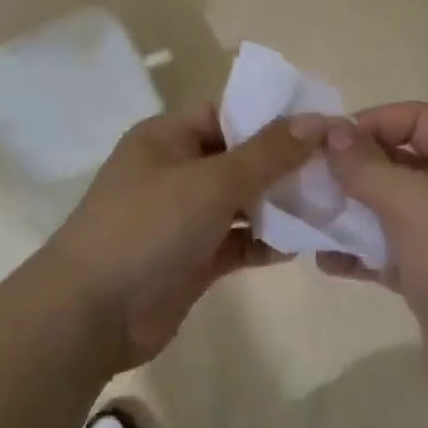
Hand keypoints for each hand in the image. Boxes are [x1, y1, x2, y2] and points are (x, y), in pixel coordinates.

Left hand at [44, 106, 315, 370]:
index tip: (321, 126)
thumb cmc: (148, 227)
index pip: (227, 113)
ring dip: (278, 204)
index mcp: (167, 137)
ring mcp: (183, 217)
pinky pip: (237, 240)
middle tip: (336, 169)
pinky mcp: (192, 258)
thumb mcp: (211, 181)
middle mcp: (175, 170)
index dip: (272, 117)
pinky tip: (301, 245)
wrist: (92, 314)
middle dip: (283, 164)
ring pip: (240, 201)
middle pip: (238, 157)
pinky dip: (264, 241)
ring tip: (329, 204)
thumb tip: (317, 120)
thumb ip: (267, 153)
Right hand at [315, 103, 427, 420]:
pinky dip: (356, 254)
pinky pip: (384, 253)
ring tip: (309, 216)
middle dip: (353, 167)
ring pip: (387, 209)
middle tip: (308, 177)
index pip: (417, 119)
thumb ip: (367, 166)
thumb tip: (330, 131)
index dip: (374, 121)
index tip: (329, 141)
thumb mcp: (415, 203)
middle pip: (398, 162)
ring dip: (348, 210)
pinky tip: (325, 261)